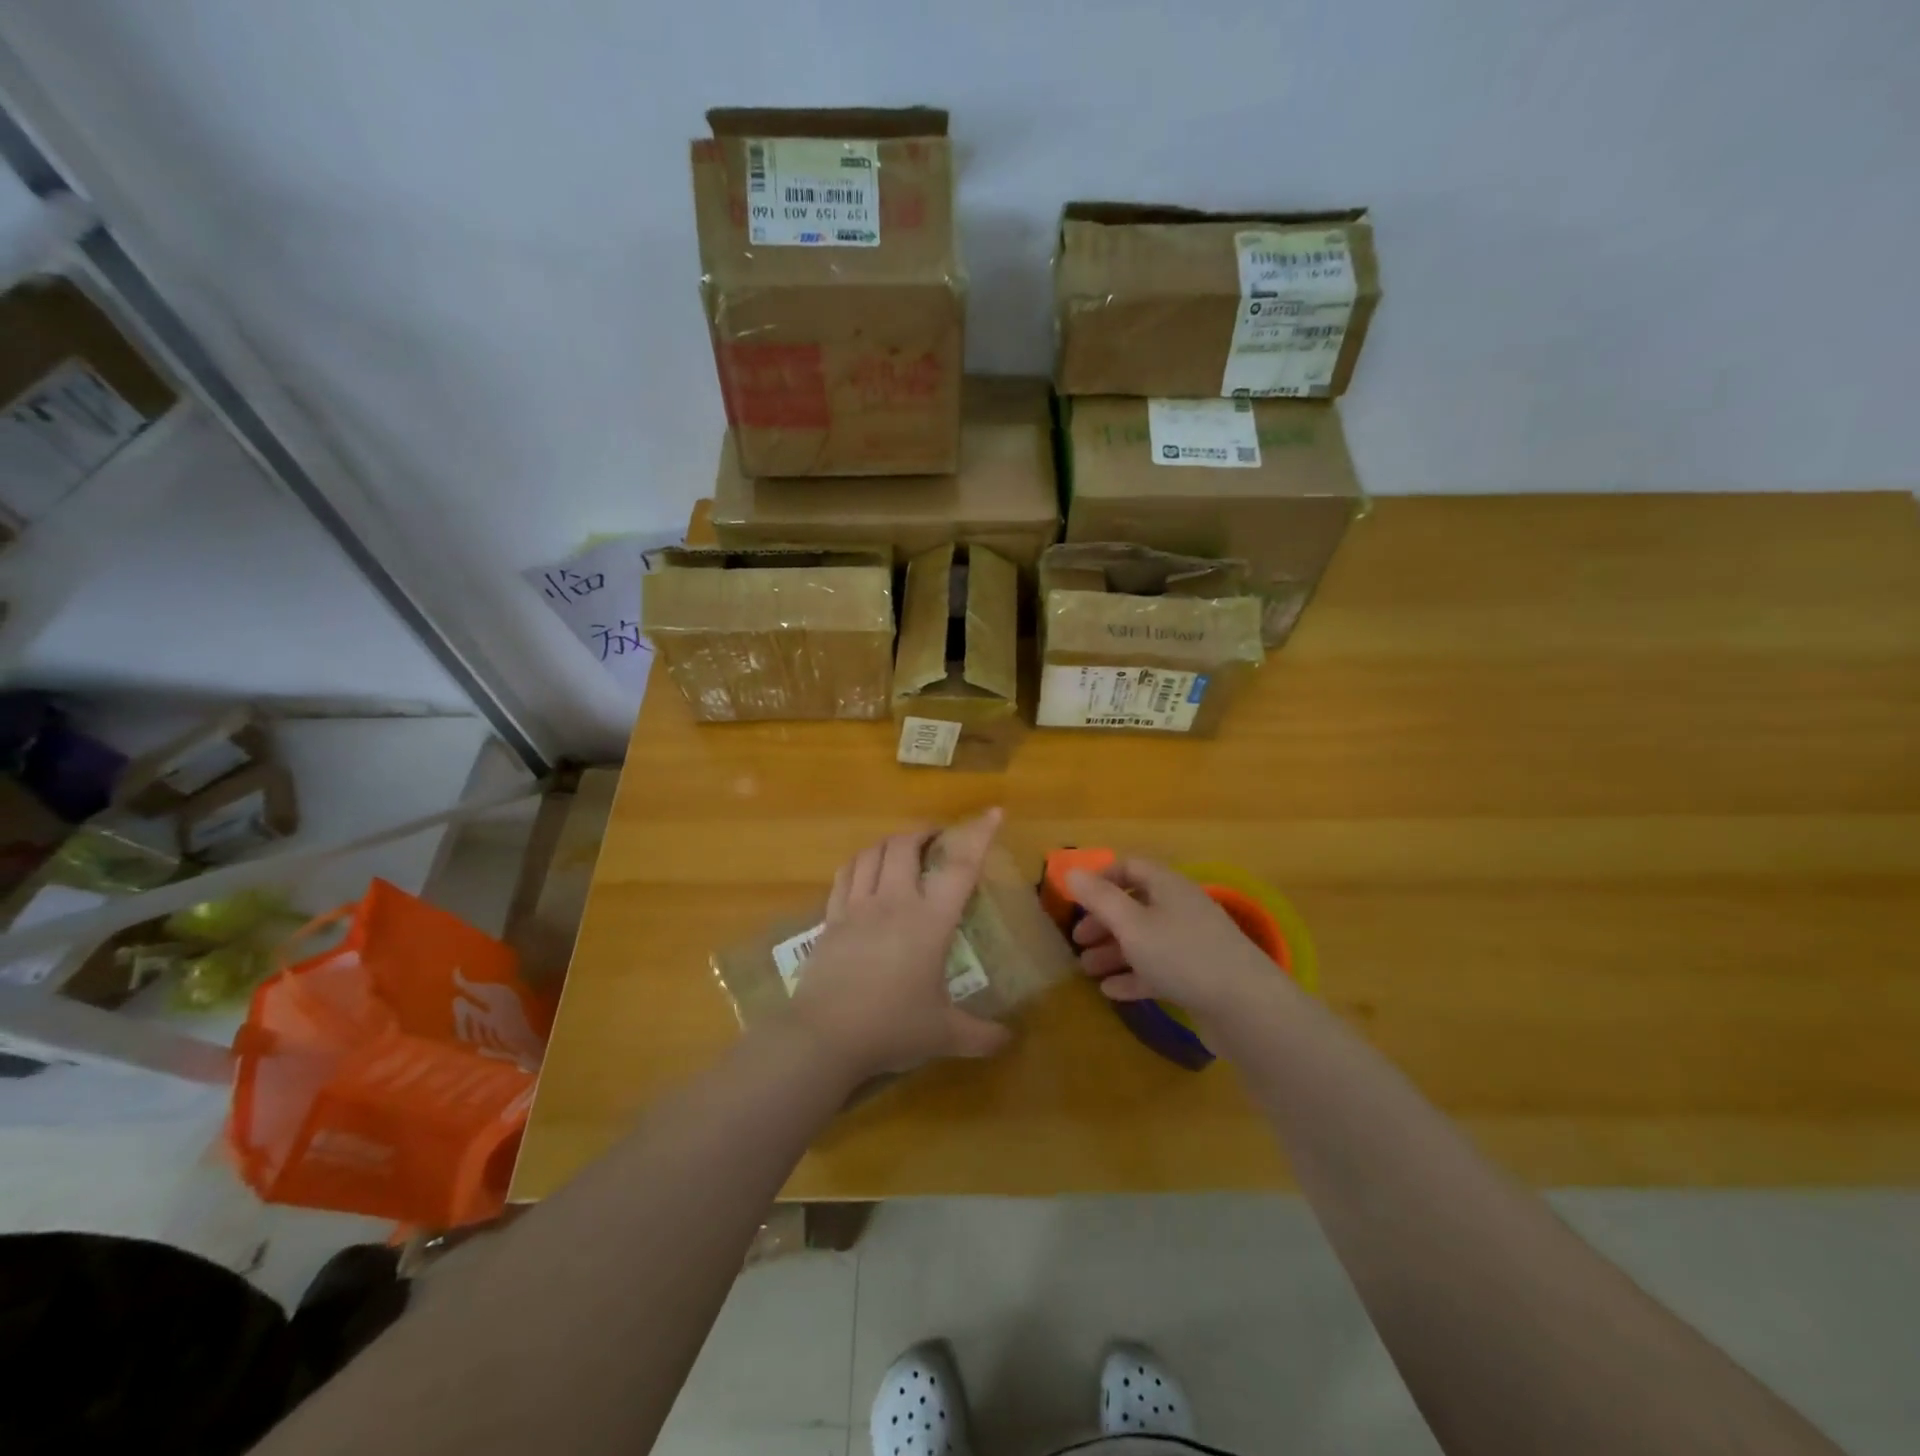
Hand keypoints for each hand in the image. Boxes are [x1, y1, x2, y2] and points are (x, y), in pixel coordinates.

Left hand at [785, 809, 1012, 1079]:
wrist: (825, 1037)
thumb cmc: (891, 1029)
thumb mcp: (944, 1035)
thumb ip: (981, 1035)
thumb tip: (1010, 1041)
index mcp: (930, 921)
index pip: (960, 866)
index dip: (979, 835)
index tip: (993, 813)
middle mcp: (894, 902)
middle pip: (906, 845)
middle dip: (924, 833)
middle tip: (937, 840)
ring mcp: (857, 907)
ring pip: (872, 853)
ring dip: (891, 843)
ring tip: (902, 850)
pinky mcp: (831, 919)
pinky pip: (845, 875)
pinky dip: (860, 863)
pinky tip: (865, 871)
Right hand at [1066, 859, 1284, 1023]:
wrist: (1247, 1008)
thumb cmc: (1183, 956)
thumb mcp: (1133, 925)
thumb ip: (1100, 899)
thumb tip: (1071, 872)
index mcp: (1168, 886)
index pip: (1131, 867)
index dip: (1102, 878)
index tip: (1076, 899)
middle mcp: (1181, 908)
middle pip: (1135, 905)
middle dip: (1103, 921)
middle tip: (1078, 941)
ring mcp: (1192, 943)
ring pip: (1145, 939)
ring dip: (1114, 952)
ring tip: (1088, 970)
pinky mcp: (1199, 976)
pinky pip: (1159, 969)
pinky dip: (1134, 977)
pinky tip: (1112, 992)